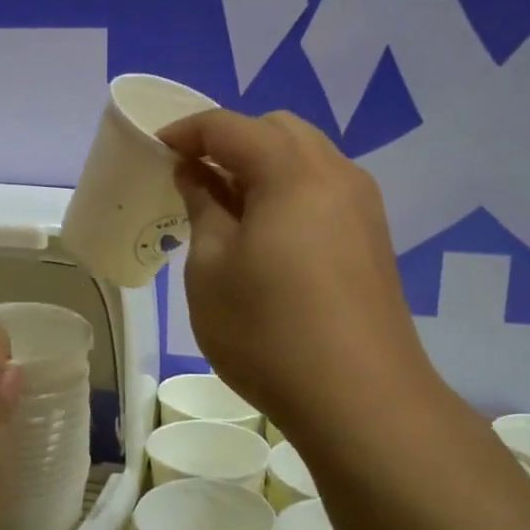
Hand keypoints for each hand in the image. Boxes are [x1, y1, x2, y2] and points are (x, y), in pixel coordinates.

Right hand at [160, 108, 443, 444]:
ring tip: (227, 206)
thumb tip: (196, 173)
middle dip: (229, 141)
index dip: (186, 132)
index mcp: (291, 171)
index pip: (228, 126)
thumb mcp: (211, 268)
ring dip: (261, 165)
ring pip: (305, 157)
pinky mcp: (373, 238)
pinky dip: (287, 190)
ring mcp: (362, 206)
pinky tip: (267, 234)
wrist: (363, 402)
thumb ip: (202, 207)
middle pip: (276, 130)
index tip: (155, 150)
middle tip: (193, 177)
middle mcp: (335, 173)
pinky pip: (323, 188)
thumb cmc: (268, 331)